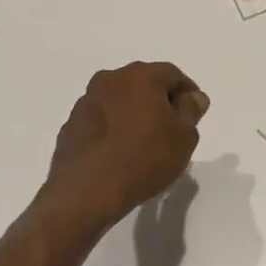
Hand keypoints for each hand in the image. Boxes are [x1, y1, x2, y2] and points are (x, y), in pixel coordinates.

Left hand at [39, 62, 208, 231]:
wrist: (88, 191)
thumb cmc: (145, 158)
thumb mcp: (184, 137)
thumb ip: (191, 111)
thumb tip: (193, 97)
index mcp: (139, 76)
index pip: (172, 74)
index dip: (188, 92)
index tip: (195, 113)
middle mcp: (109, 80)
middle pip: (142, 84)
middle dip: (159, 101)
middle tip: (172, 128)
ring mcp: (85, 102)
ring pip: (118, 101)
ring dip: (133, 115)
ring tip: (144, 143)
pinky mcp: (70, 126)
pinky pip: (100, 121)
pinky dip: (113, 130)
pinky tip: (120, 153)